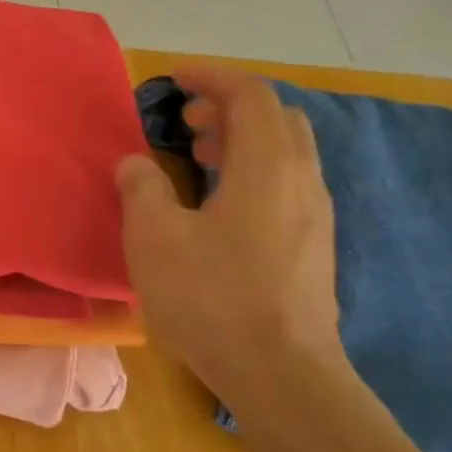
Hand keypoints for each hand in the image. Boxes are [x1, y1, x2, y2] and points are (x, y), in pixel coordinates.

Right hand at [115, 67, 347, 413]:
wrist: (281, 374)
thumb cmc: (212, 297)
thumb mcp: (155, 237)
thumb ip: (141, 188)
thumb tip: (137, 163)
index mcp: (268, 167)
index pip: (250, 96)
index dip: (211, 78)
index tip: (172, 79)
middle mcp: (303, 181)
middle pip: (277, 118)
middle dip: (229, 107)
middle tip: (185, 120)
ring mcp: (314, 215)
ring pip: (285, 152)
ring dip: (241, 140)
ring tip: (195, 156)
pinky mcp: (311, 246)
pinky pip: (286, 183)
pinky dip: (252, 170)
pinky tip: (218, 203)